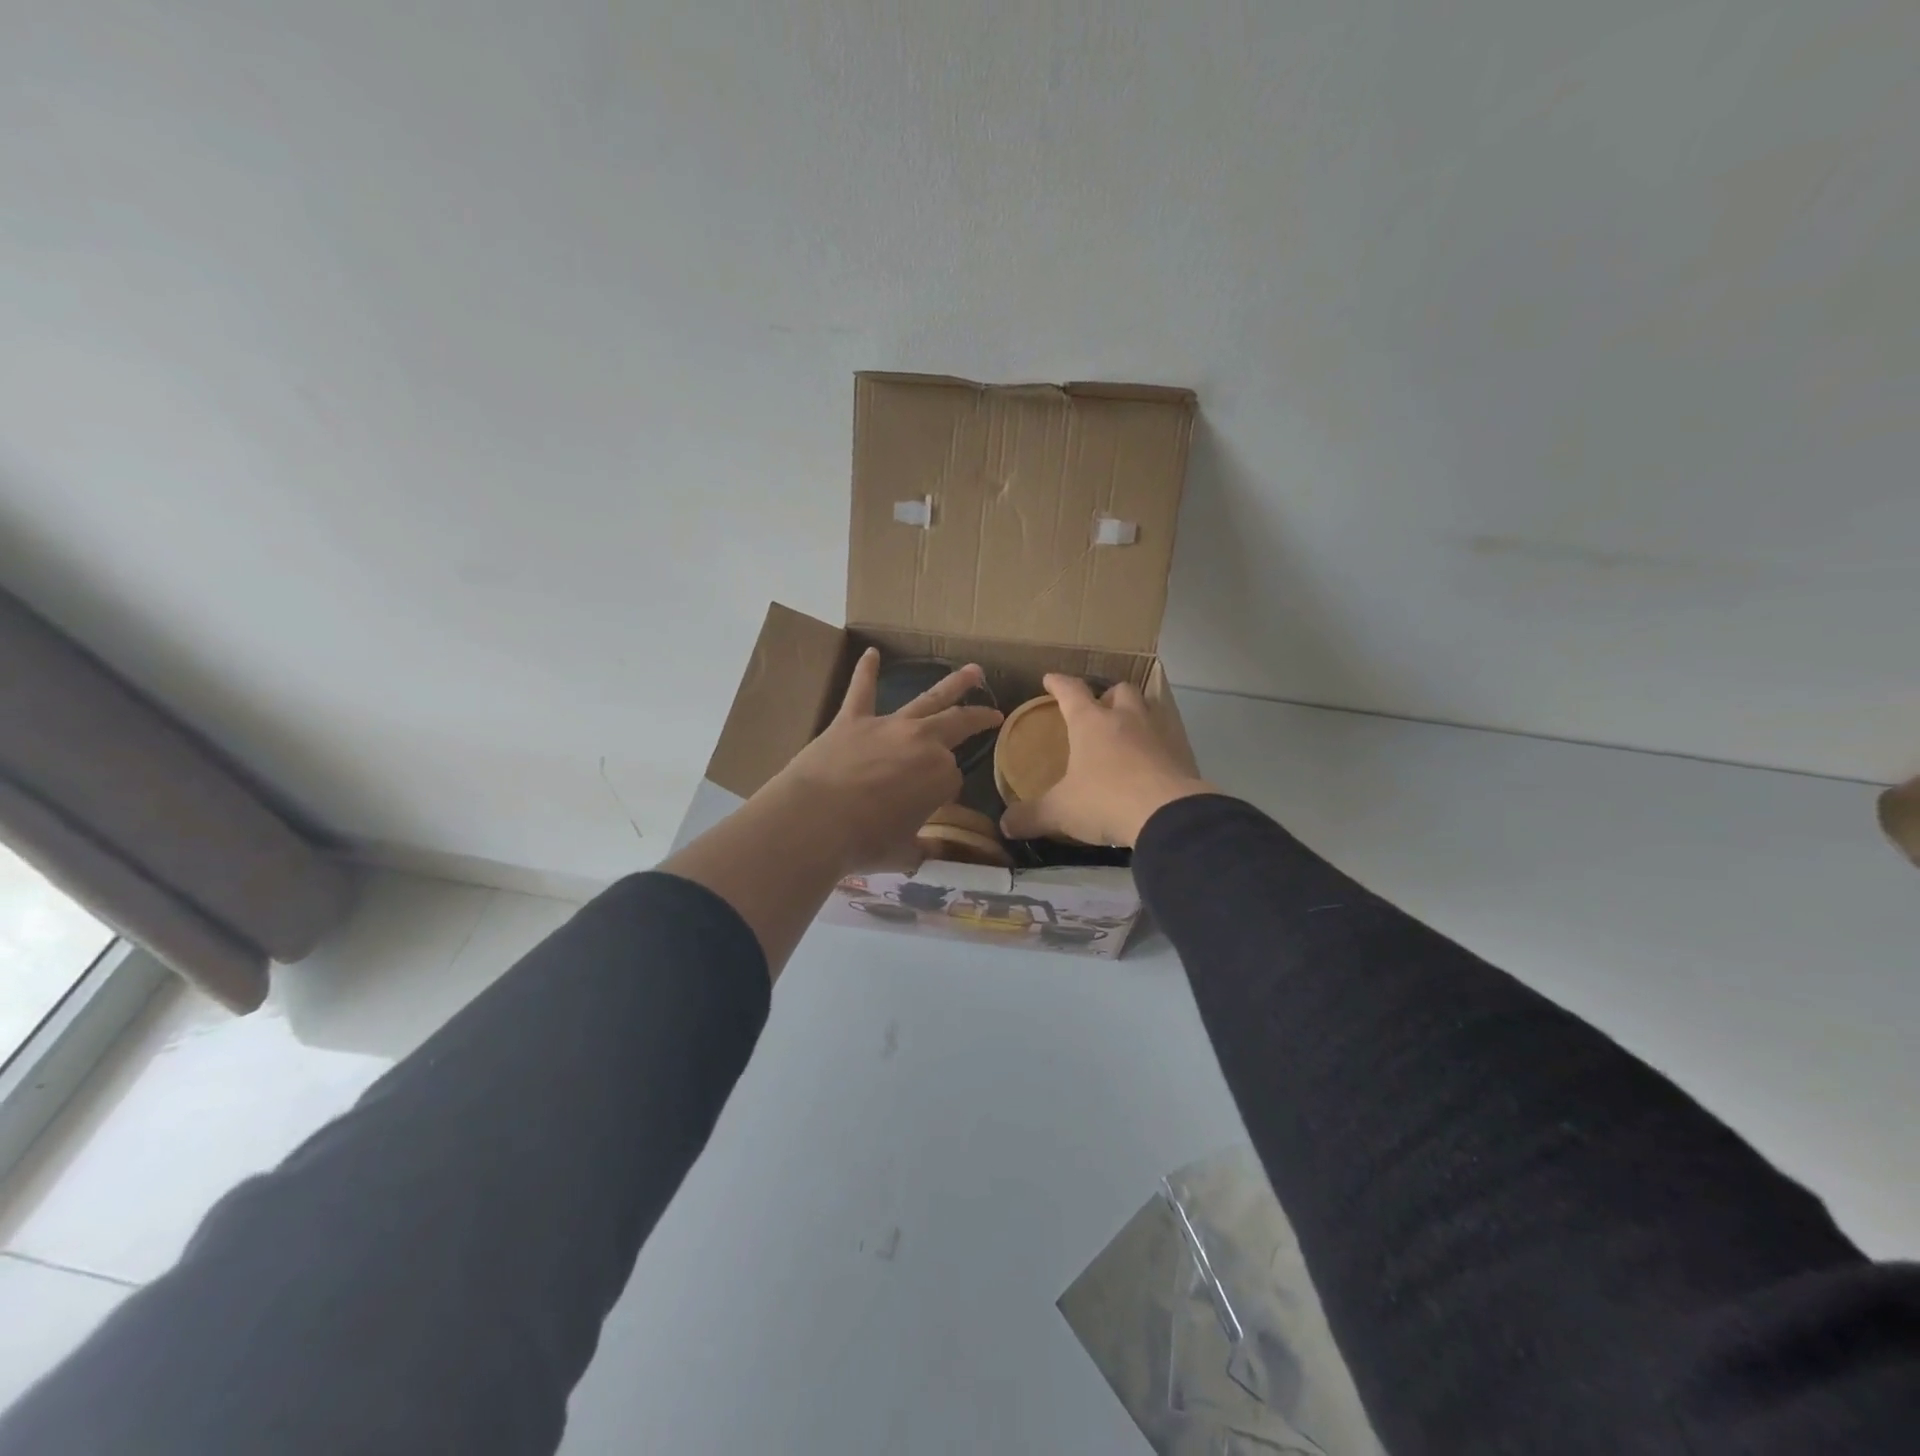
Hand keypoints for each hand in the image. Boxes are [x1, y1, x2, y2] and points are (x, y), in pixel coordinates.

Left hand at [768, 648, 1002, 872]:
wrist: (814, 821)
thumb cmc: (863, 842)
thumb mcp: (903, 854)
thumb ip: (922, 849)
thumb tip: (931, 855)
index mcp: (941, 777)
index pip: (952, 779)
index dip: (942, 793)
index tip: (929, 805)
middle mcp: (922, 743)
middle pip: (957, 724)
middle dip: (978, 718)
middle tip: (993, 713)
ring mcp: (888, 726)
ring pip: (928, 699)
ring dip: (953, 684)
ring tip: (972, 670)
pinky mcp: (852, 720)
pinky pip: (862, 690)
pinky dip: (866, 671)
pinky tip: (871, 653)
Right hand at [998, 675, 1213, 848]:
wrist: (1168, 815)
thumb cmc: (1105, 800)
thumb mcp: (1060, 811)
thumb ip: (1031, 816)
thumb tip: (1005, 825)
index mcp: (1090, 722)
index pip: (1071, 691)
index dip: (1058, 684)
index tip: (1050, 679)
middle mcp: (1125, 719)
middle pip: (1119, 691)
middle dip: (1107, 695)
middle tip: (1098, 709)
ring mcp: (1157, 735)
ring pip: (1147, 710)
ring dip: (1135, 716)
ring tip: (1124, 734)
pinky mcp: (1180, 756)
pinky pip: (1166, 741)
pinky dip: (1154, 747)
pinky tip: (1147, 765)